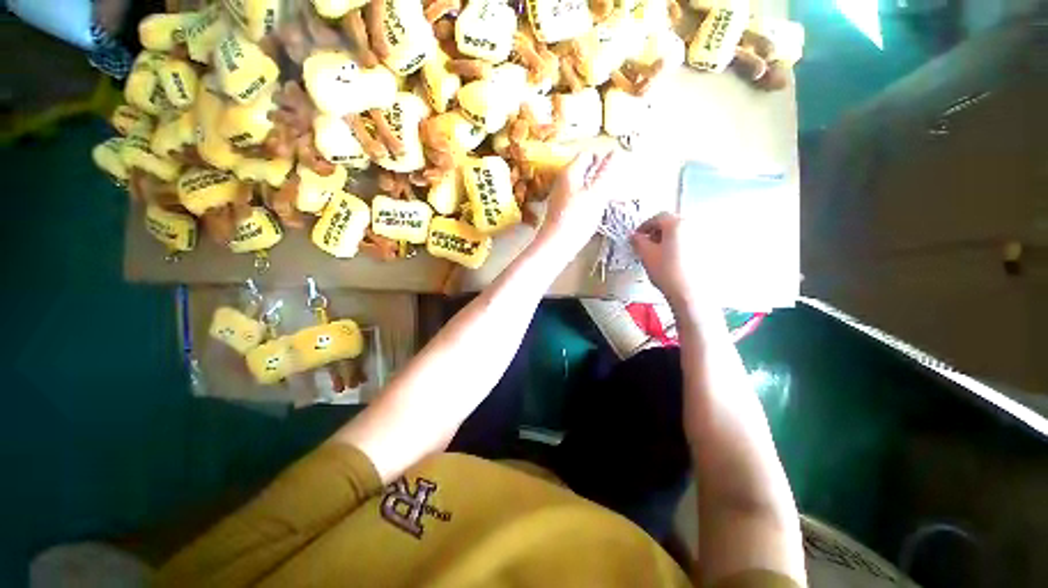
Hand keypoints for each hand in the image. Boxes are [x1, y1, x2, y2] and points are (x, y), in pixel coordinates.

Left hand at [536, 147, 617, 254]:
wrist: (556, 245)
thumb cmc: (577, 218)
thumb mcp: (597, 193)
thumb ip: (606, 172)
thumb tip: (614, 152)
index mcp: (570, 172)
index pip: (587, 154)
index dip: (602, 159)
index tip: (614, 173)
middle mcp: (562, 181)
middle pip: (584, 170)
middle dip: (600, 176)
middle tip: (613, 189)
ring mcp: (560, 196)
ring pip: (581, 186)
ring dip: (595, 190)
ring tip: (607, 201)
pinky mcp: (561, 211)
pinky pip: (577, 199)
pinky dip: (587, 202)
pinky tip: (593, 213)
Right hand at [631, 213, 702, 310]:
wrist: (691, 293)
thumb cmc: (668, 272)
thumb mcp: (646, 255)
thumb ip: (638, 241)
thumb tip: (634, 236)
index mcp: (677, 223)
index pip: (658, 217)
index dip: (644, 226)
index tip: (637, 236)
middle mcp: (693, 225)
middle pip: (672, 223)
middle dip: (657, 232)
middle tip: (647, 244)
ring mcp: (704, 237)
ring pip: (682, 233)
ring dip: (669, 239)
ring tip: (660, 253)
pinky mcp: (709, 250)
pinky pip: (691, 242)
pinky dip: (680, 246)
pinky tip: (673, 260)